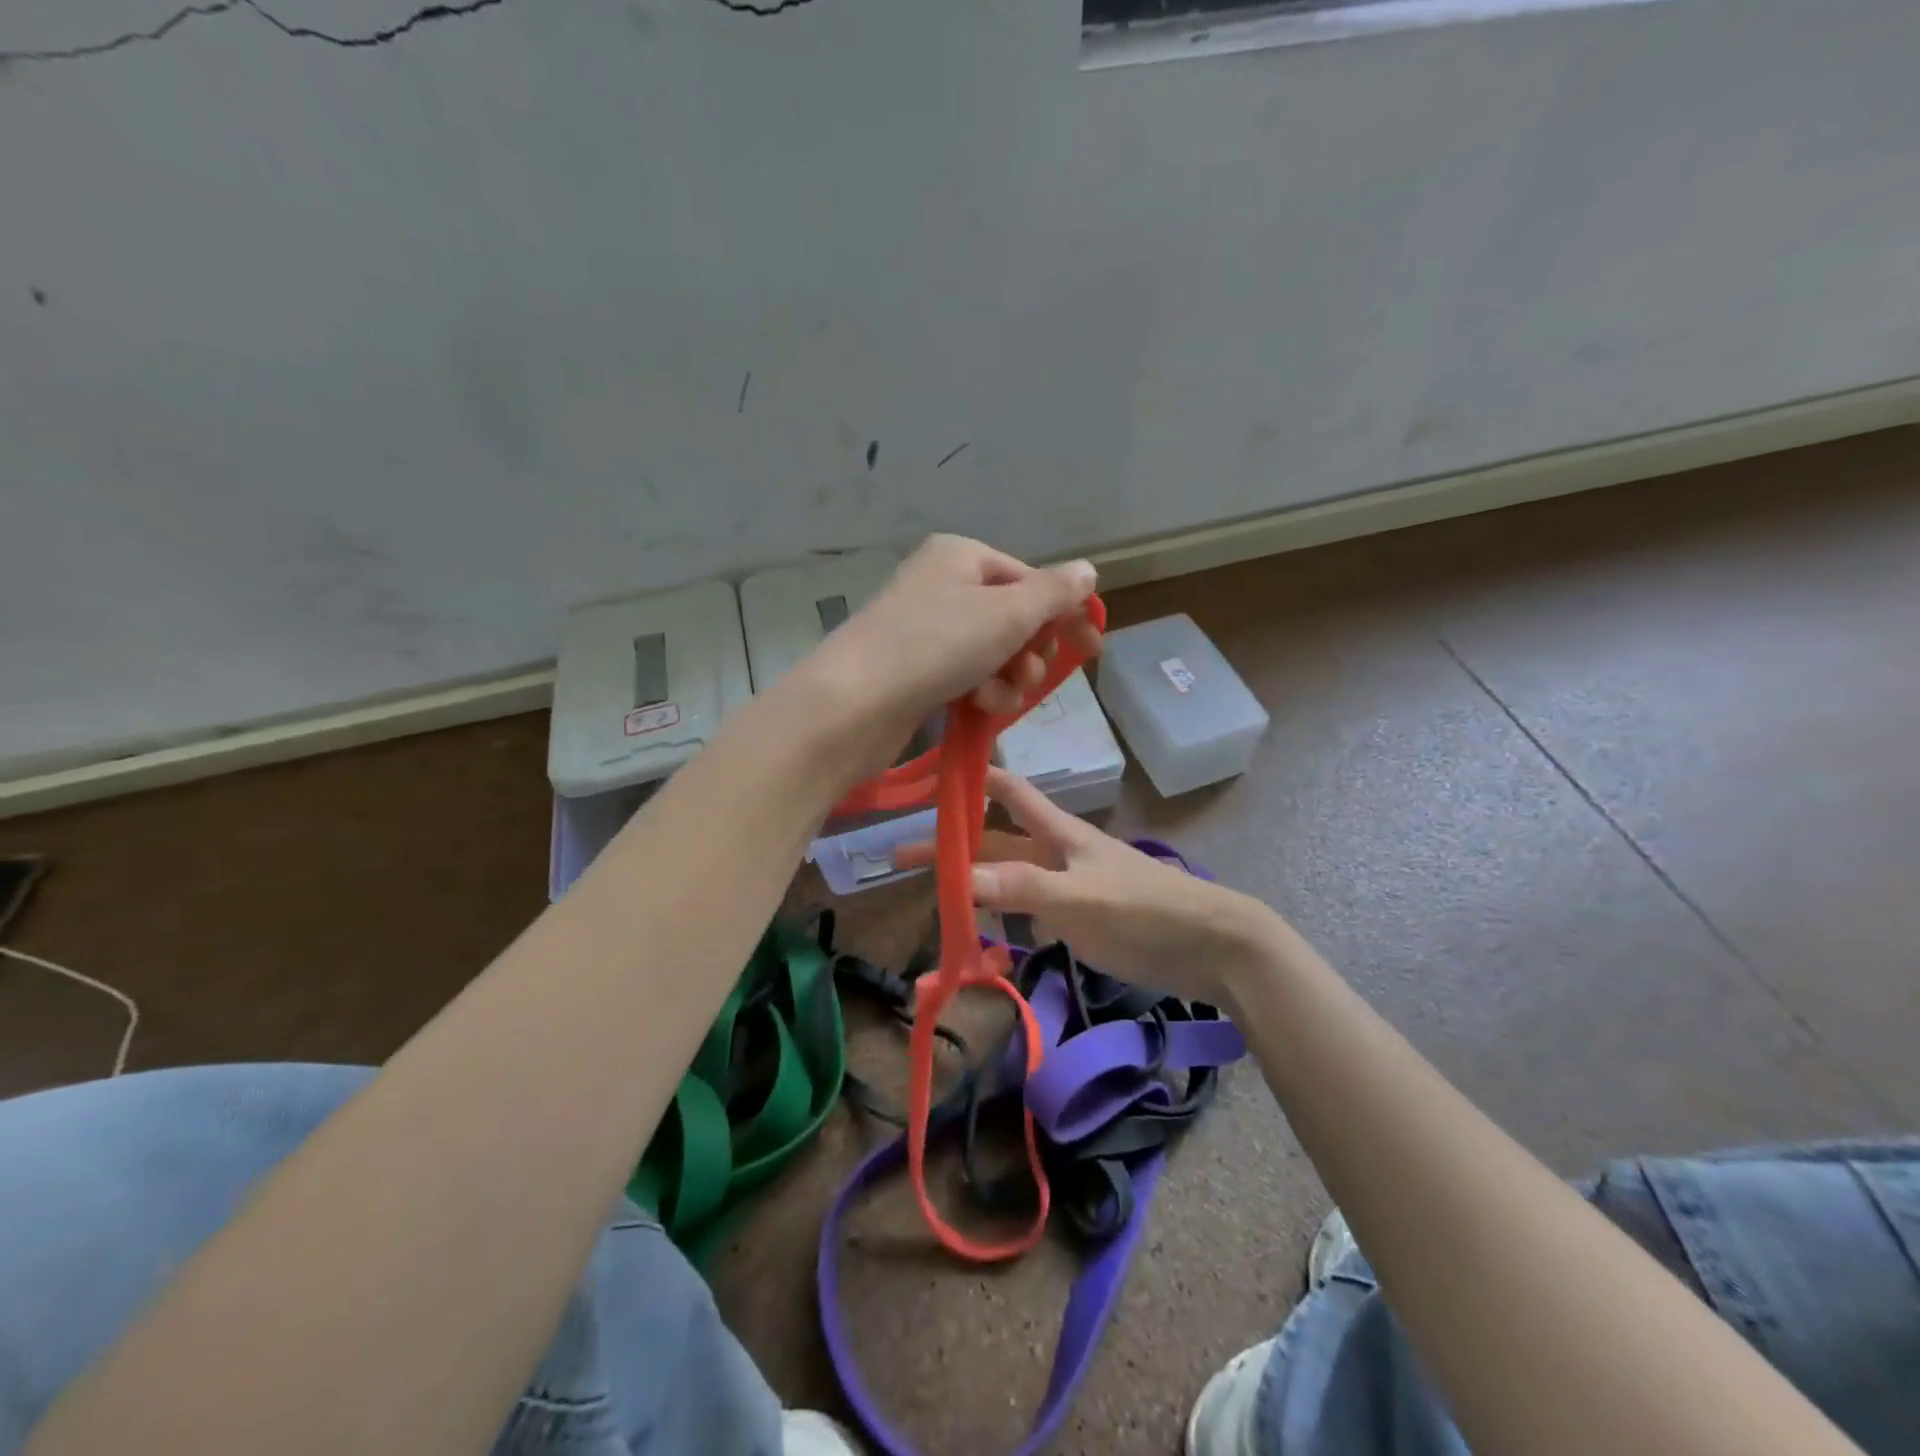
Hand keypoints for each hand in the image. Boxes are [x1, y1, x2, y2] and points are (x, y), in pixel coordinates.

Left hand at [794, 535, 1101, 777]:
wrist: (854, 703)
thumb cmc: (936, 645)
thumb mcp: (1006, 614)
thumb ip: (1053, 593)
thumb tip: (1087, 571)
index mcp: (961, 556)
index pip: (1030, 579)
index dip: (1063, 614)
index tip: (1091, 649)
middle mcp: (942, 584)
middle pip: (1013, 618)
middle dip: (1030, 652)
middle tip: (1027, 673)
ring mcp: (925, 628)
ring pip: (993, 653)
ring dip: (1008, 679)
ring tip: (996, 697)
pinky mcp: (915, 669)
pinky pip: (967, 676)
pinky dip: (981, 692)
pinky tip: (977, 707)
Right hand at [957, 769, 1286, 1005]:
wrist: (1211, 946)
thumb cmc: (1145, 910)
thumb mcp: (1081, 898)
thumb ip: (1024, 887)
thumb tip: (960, 877)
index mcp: (1059, 833)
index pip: (1009, 790)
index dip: (971, 778)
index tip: (927, 779)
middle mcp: (1057, 853)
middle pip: (995, 841)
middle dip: (952, 847)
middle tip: (900, 861)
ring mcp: (1068, 887)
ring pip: (1008, 879)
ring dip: (974, 886)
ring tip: (934, 904)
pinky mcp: (1079, 919)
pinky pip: (1029, 914)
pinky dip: (1003, 924)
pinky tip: (986, 944)